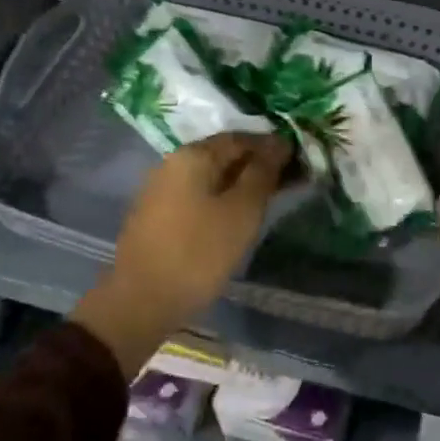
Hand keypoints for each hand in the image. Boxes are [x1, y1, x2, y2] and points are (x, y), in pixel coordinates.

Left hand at [73, 132, 291, 377]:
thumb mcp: (242, 211)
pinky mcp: (155, 214)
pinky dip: (220, 198)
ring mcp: (160, 188)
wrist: (141, 302)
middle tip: (288, 181)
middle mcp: (173, 162)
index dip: (272, 146)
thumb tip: (279, 143)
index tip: (299, 161)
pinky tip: (234, 216)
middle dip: (257, 165)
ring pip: (210, 176)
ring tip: (266, 200)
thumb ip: (263, 172)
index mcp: (194, 154)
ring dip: (239, 183)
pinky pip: (196, 194)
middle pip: (224, 155)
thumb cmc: (199, 252)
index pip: (242, 137)